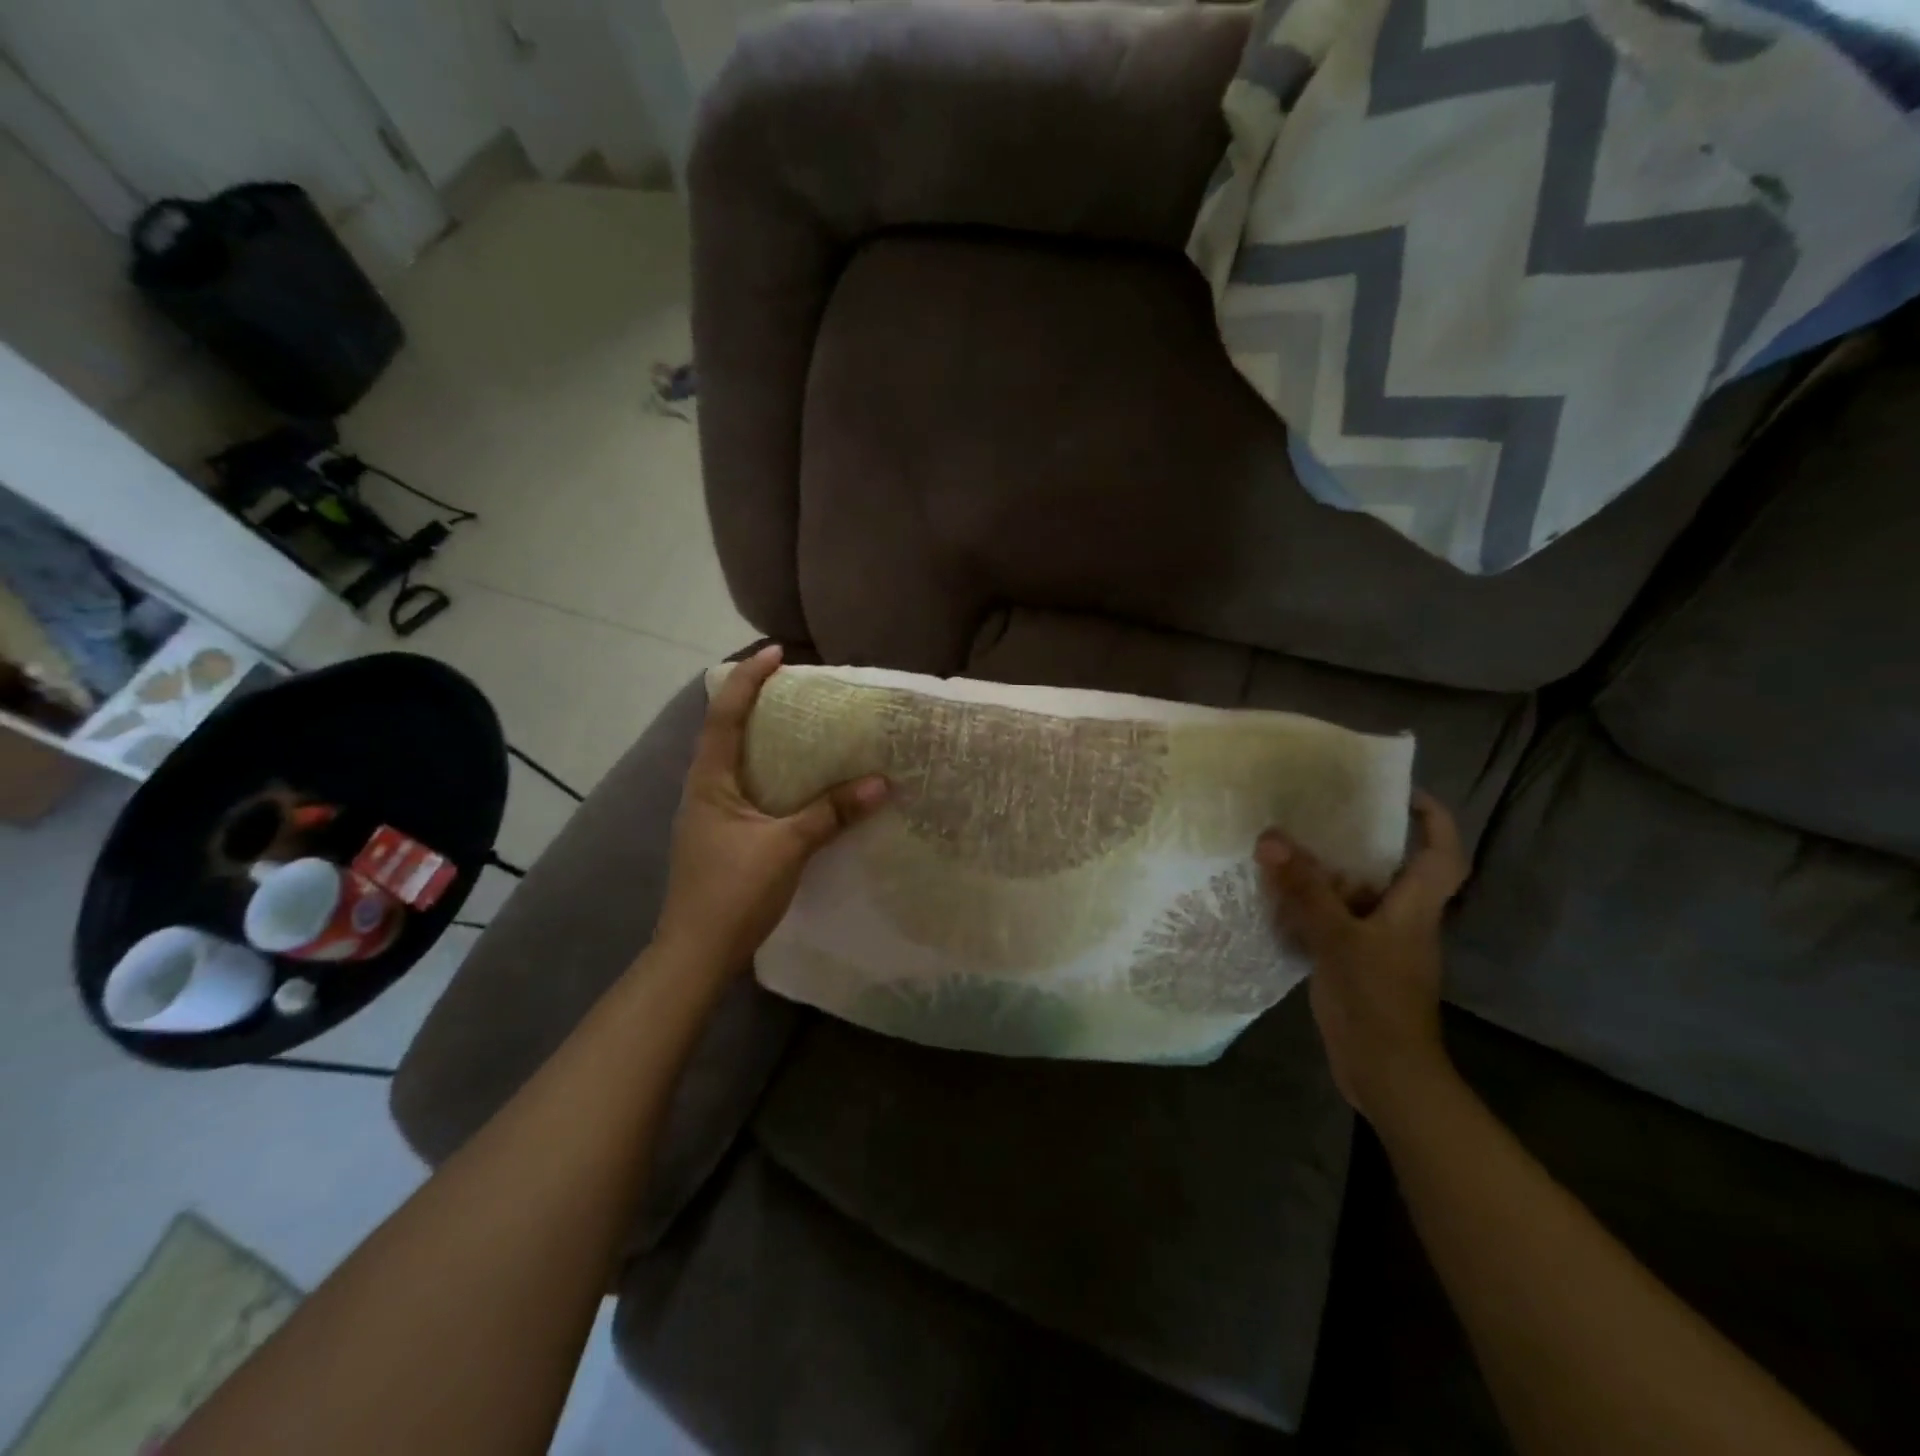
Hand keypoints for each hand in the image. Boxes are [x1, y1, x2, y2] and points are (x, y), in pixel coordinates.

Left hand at [653, 645, 888, 974]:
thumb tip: (881, 783)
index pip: (724, 716)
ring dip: (763, 740)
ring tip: (802, 729)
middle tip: (796, 690)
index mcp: (709, 781)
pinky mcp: (721, 837)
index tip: (777, 654)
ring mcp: (710, 815)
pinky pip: (747, 790)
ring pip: (736, 763)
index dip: (748, 680)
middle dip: (756, 704)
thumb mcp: (788, 847)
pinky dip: (771, 775)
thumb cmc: (733, 892)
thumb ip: (831, 813)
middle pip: (725, 732)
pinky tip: (797, 786)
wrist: (695, 955)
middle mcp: (703, 790)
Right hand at [1256, 791, 1469, 1120]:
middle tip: (1319, 813)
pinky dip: (1310, 906)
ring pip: (1357, 895)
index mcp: (1416, 908)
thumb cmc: (1377, 1001)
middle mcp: (1403, 920)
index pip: (1443, 854)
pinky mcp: (1356, 964)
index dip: (1433, 819)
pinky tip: (1276, 898)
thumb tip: (1271, 838)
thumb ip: (1306, 890)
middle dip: (1361, 838)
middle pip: (1392, 868)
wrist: (1386, 1074)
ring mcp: (1379, 944)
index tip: (1400, 791)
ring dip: (1327, 873)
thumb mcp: (1339, 939)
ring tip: (1286, 846)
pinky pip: (1334, 921)